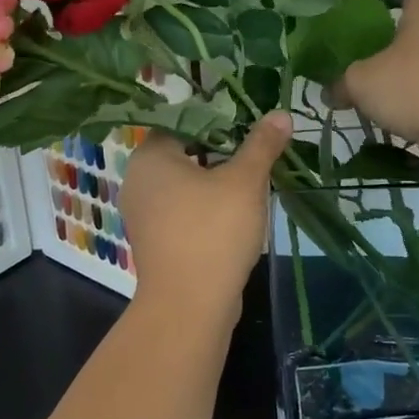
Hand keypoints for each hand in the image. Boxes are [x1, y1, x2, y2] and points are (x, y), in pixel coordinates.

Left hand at [120, 112, 293, 320]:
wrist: (189, 306)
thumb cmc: (213, 231)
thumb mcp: (245, 181)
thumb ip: (262, 144)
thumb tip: (280, 113)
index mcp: (150, 157)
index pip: (183, 120)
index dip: (218, 118)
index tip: (248, 123)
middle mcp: (138, 180)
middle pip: (184, 151)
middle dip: (221, 150)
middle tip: (256, 151)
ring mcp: (144, 214)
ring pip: (185, 183)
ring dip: (216, 180)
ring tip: (252, 180)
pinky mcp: (156, 240)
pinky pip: (183, 210)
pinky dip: (206, 206)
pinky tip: (236, 213)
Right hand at [329, 0, 418, 177]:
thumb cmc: (415, 87)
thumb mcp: (361, 80)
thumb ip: (340, 83)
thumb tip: (330, 92)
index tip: (372, 0)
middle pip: (411, 35)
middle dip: (383, 45)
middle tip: (352, 58)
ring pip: (414, 72)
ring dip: (390, 82)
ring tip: (358, 97)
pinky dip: (401, 111)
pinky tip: (378, 123)